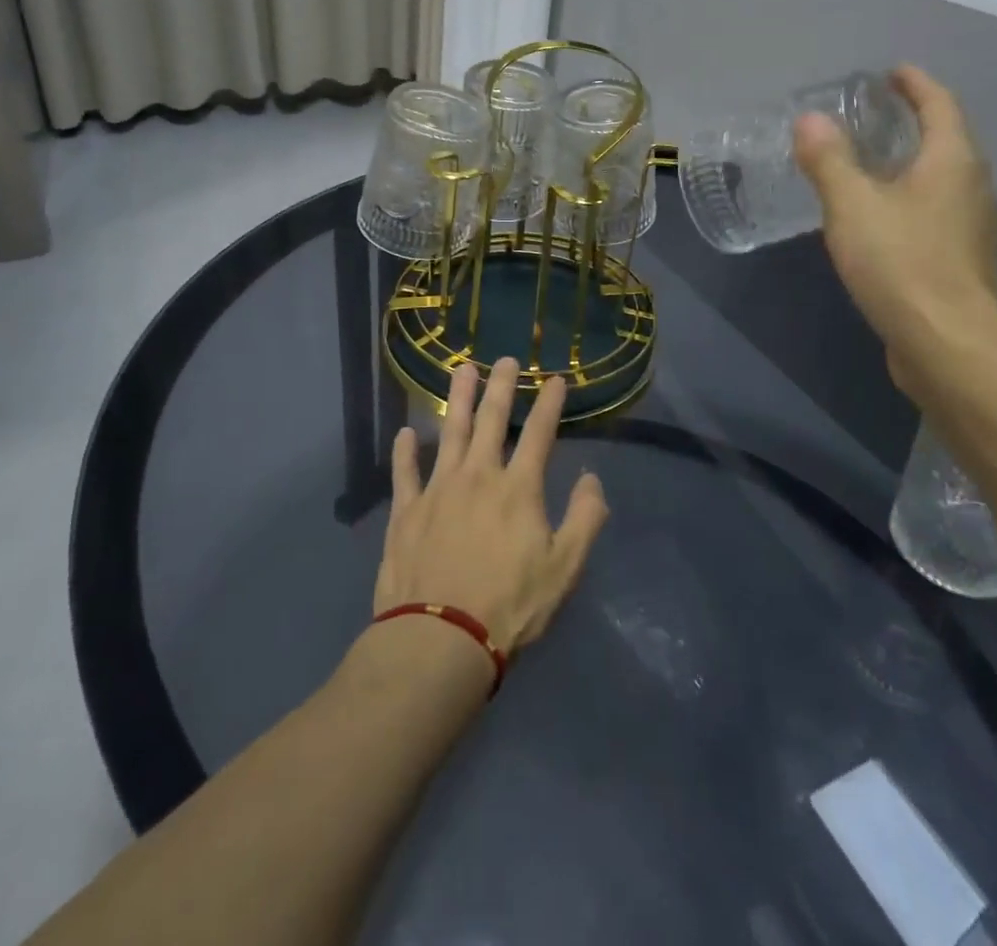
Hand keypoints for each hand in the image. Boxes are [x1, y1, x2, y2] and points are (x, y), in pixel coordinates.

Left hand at [373, 358, 609, 655]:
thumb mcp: (564, 568)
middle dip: (501, 386)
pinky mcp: (406, 511)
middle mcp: (478, 476)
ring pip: (449, 432)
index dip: (549, 404)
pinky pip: (405, 472)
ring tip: (461, 370)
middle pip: (491, 420)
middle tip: (505, 358)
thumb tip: (591, 479)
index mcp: (518, 489)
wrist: (440, 638)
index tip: (555, 379)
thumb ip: (585, 519)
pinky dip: (405, 451)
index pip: (539, 434)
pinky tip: (406, 433)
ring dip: (456, 399)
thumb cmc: (510, 606)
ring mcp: (438, 490)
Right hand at [793, 66, 996, 394]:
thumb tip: (810, 119)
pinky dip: (905, 199)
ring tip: (866, 163)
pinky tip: (875, 218)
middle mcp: (971, 187)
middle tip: (868, 115)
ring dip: (907, 163)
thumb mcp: (853, 206)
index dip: (915, 83)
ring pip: (938, 180)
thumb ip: (829, 161)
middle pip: (944, 140)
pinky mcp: (959, 262)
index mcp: (953, 162)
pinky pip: (931, 213)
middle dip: (910, 122)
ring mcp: (970, 228)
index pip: (940, 104)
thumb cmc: (903, 264)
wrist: (950, 346)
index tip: (889, 72)